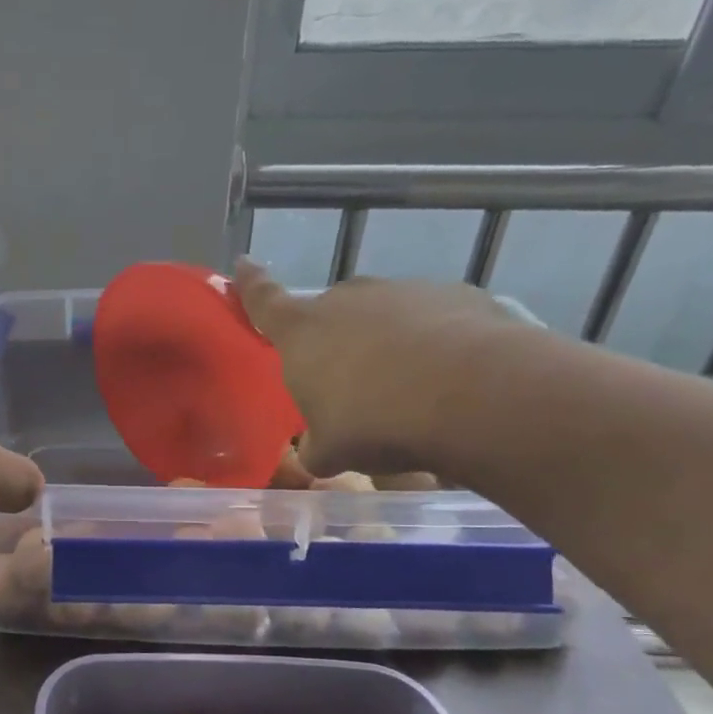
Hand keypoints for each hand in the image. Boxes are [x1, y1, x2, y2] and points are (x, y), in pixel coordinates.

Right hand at [234, 259, 526, 476]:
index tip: (243, 263)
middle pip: (331, 314)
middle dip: (336, 340)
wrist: (469, 394)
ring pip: (384, 317)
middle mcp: (346, 299)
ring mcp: (402, 291)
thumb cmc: (374, 421)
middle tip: (352, 382)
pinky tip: (449, 379)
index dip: (250, 284)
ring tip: (409, 388)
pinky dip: (434, 343)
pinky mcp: (454, 294)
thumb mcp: (330, 450)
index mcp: (301, 332)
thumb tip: (319, 449)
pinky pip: (432, 321)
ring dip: (388, 344)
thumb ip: (316, 445)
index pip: (263, 301)